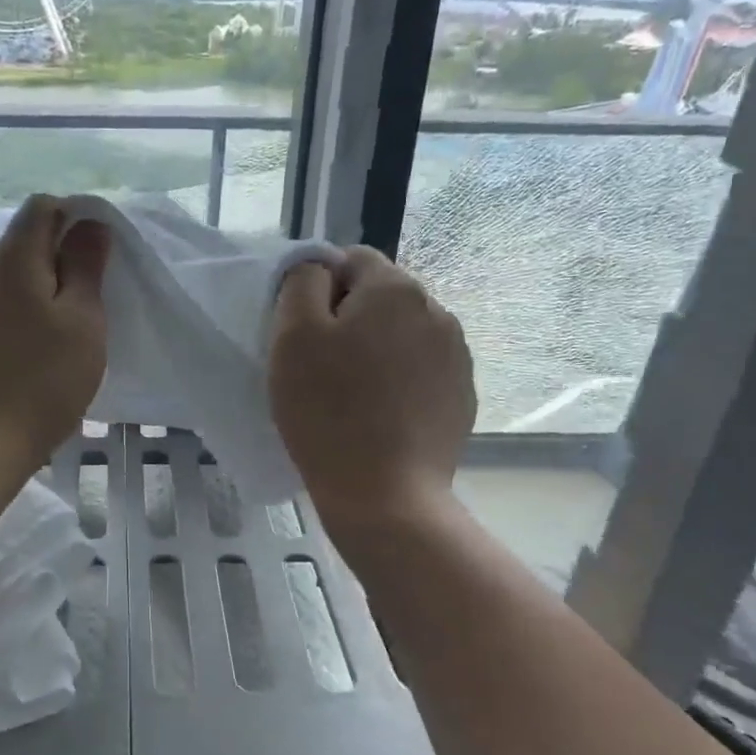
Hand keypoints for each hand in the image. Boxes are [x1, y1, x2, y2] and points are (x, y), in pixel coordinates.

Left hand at [0, 195, 110, 471]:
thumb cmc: (44, 380)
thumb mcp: (83, 321)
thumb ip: (86, 265)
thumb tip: (88, 223)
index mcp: (12, 258)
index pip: (42, 207)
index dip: (75, 218)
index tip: (96, 258)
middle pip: (23, 240)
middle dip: (58, 257)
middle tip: (87, 302)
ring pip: (8, 275)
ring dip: (38, 287)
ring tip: (60, 331)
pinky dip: (17, 310)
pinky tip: (30, 349)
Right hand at [267, 246, 474, 522]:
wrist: (385, 495)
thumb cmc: (327, 412)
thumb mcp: (293, 335)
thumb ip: (303, 282)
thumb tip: (320, 264)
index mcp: (396, 289)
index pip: (351, 259)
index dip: (320, 289)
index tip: (304, 334)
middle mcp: (437, 310)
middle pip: (381, 296)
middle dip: (350, 318)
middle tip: (322, 366)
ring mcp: (457, 355)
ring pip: (403, 333)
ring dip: (377, 349)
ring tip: (353, 394)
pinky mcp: (462, 394)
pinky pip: (422, 369)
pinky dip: (399, 380)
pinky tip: (381, 415)